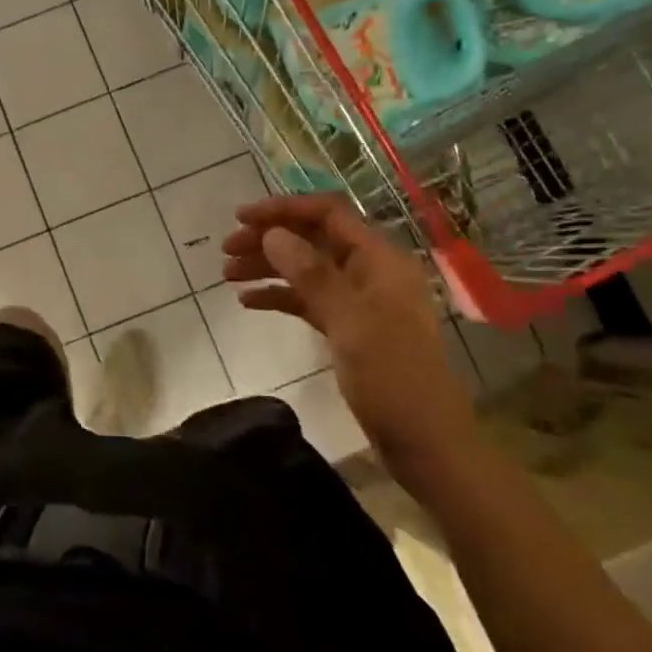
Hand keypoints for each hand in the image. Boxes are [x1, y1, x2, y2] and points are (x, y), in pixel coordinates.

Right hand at [223, 193, 480, 489]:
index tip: (241, 217)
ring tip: (228, 274)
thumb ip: (311, 274)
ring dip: (268, 266)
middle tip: (226, 249)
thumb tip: (272, 233)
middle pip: (313, 239)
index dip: (284, 208)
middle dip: (269, 238)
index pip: (328, 214)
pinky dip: (279, 296)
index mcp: (379, 259)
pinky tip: (248, 302)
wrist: (425, 442)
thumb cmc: (393, 377)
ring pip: (306, 269)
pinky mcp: (348, 327)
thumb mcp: (349, 322)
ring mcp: (359, 300)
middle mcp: (369, 271)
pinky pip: (308, 299)